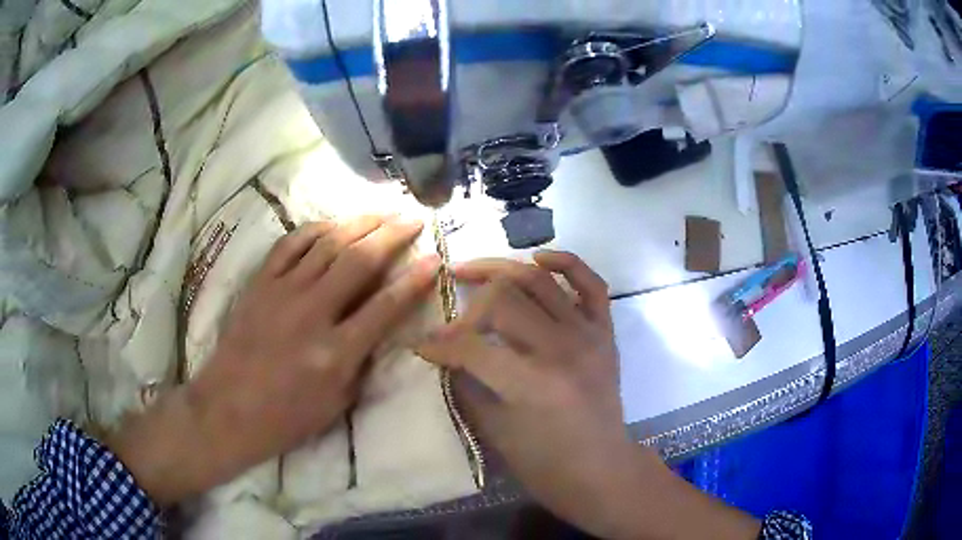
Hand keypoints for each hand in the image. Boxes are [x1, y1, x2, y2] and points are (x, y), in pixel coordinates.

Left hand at [109, 215, 440, 504]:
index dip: (415, 279)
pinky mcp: (260, 284)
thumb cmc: (286, 417)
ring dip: (358, 223)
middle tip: (412, 218)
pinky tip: (332, 224)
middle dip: (391, 235)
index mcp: (335, 353)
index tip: (435, 258)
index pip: (386, 306)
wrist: (228, 409)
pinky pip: (290, 245)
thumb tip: (378, 325)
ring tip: (381, 211)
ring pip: (326, 244)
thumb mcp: (338, 404)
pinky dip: (314, 229)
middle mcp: (311, 314)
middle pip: (358, 261)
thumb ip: (361, 361)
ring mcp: (281, 293)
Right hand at [417, 252, 758, 538]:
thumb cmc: (545, 464)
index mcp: (531, 383)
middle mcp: (562, 349)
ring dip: (500, 270)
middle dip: (467, 308)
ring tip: (471, 272)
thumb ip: (467, 384)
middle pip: (503, 299)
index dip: (438, 344)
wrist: (601, 469)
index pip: (471, 346)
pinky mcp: (605, 332)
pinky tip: (538, 258)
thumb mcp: (494, 432)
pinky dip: (565, 261)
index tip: (421, 345)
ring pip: (538, 280)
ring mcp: (589, 334)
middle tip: (451, 323)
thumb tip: (446, 353)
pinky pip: (591, 282)